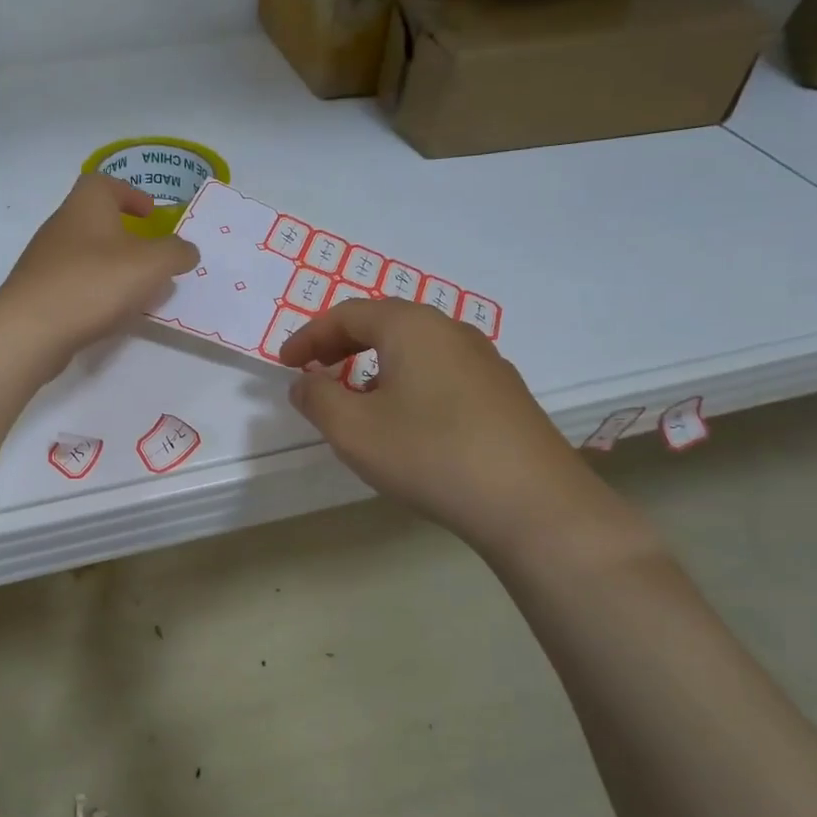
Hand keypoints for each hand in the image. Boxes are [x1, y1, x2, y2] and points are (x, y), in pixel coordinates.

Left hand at [0, 174, 199, 376]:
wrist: (31, 330)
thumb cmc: (94, 283)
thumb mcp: (151, 264)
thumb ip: (175, 253)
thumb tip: (186, 250)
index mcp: (86, 205)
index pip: (105, 183)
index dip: (130, 193)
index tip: (150, 214)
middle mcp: (61, 225)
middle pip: (94, 219)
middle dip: (125, 235)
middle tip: (150, 257)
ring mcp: (44, 260)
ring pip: (85, 254)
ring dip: (111, 267)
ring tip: (136, 291)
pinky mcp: (37, 292)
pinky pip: (73, 283)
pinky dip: (94, 291)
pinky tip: (109, 313)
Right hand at [279, 298, 622, 560]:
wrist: (531, 502)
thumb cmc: (429, 454)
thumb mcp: (353, 429)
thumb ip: (317, 398)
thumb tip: (306, 382)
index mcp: (411, 327)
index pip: (348, 314)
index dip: (309, 336)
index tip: (285, 364)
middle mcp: (451, 331)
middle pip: (384, 323)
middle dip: (341, 344)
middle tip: (314, 371)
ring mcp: (484, 361)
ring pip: (415, 348)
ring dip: (374, 363)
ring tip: (355, 397)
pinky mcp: (503, 393)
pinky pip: (440, 371)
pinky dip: (407, 381)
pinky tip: (404, 419)